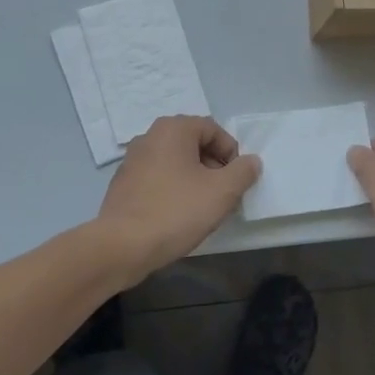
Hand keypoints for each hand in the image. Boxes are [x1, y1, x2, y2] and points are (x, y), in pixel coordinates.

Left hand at [96, 116, 261, 282]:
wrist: (122, 245)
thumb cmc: (176, 212)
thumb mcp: (222, 192)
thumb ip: (243, 172)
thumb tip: (251, 161)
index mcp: (173, 129)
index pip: (213, 129)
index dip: (231, 153)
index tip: (237, 180)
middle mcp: (149, 136)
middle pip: (193, 143)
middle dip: (213, 166)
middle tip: (223, 194)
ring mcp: (132, 160)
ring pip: (175, 161)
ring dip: (194, 178)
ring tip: (203, 207)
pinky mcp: (123, 183)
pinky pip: (157, 178)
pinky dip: (173, 189)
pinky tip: (177, 215)